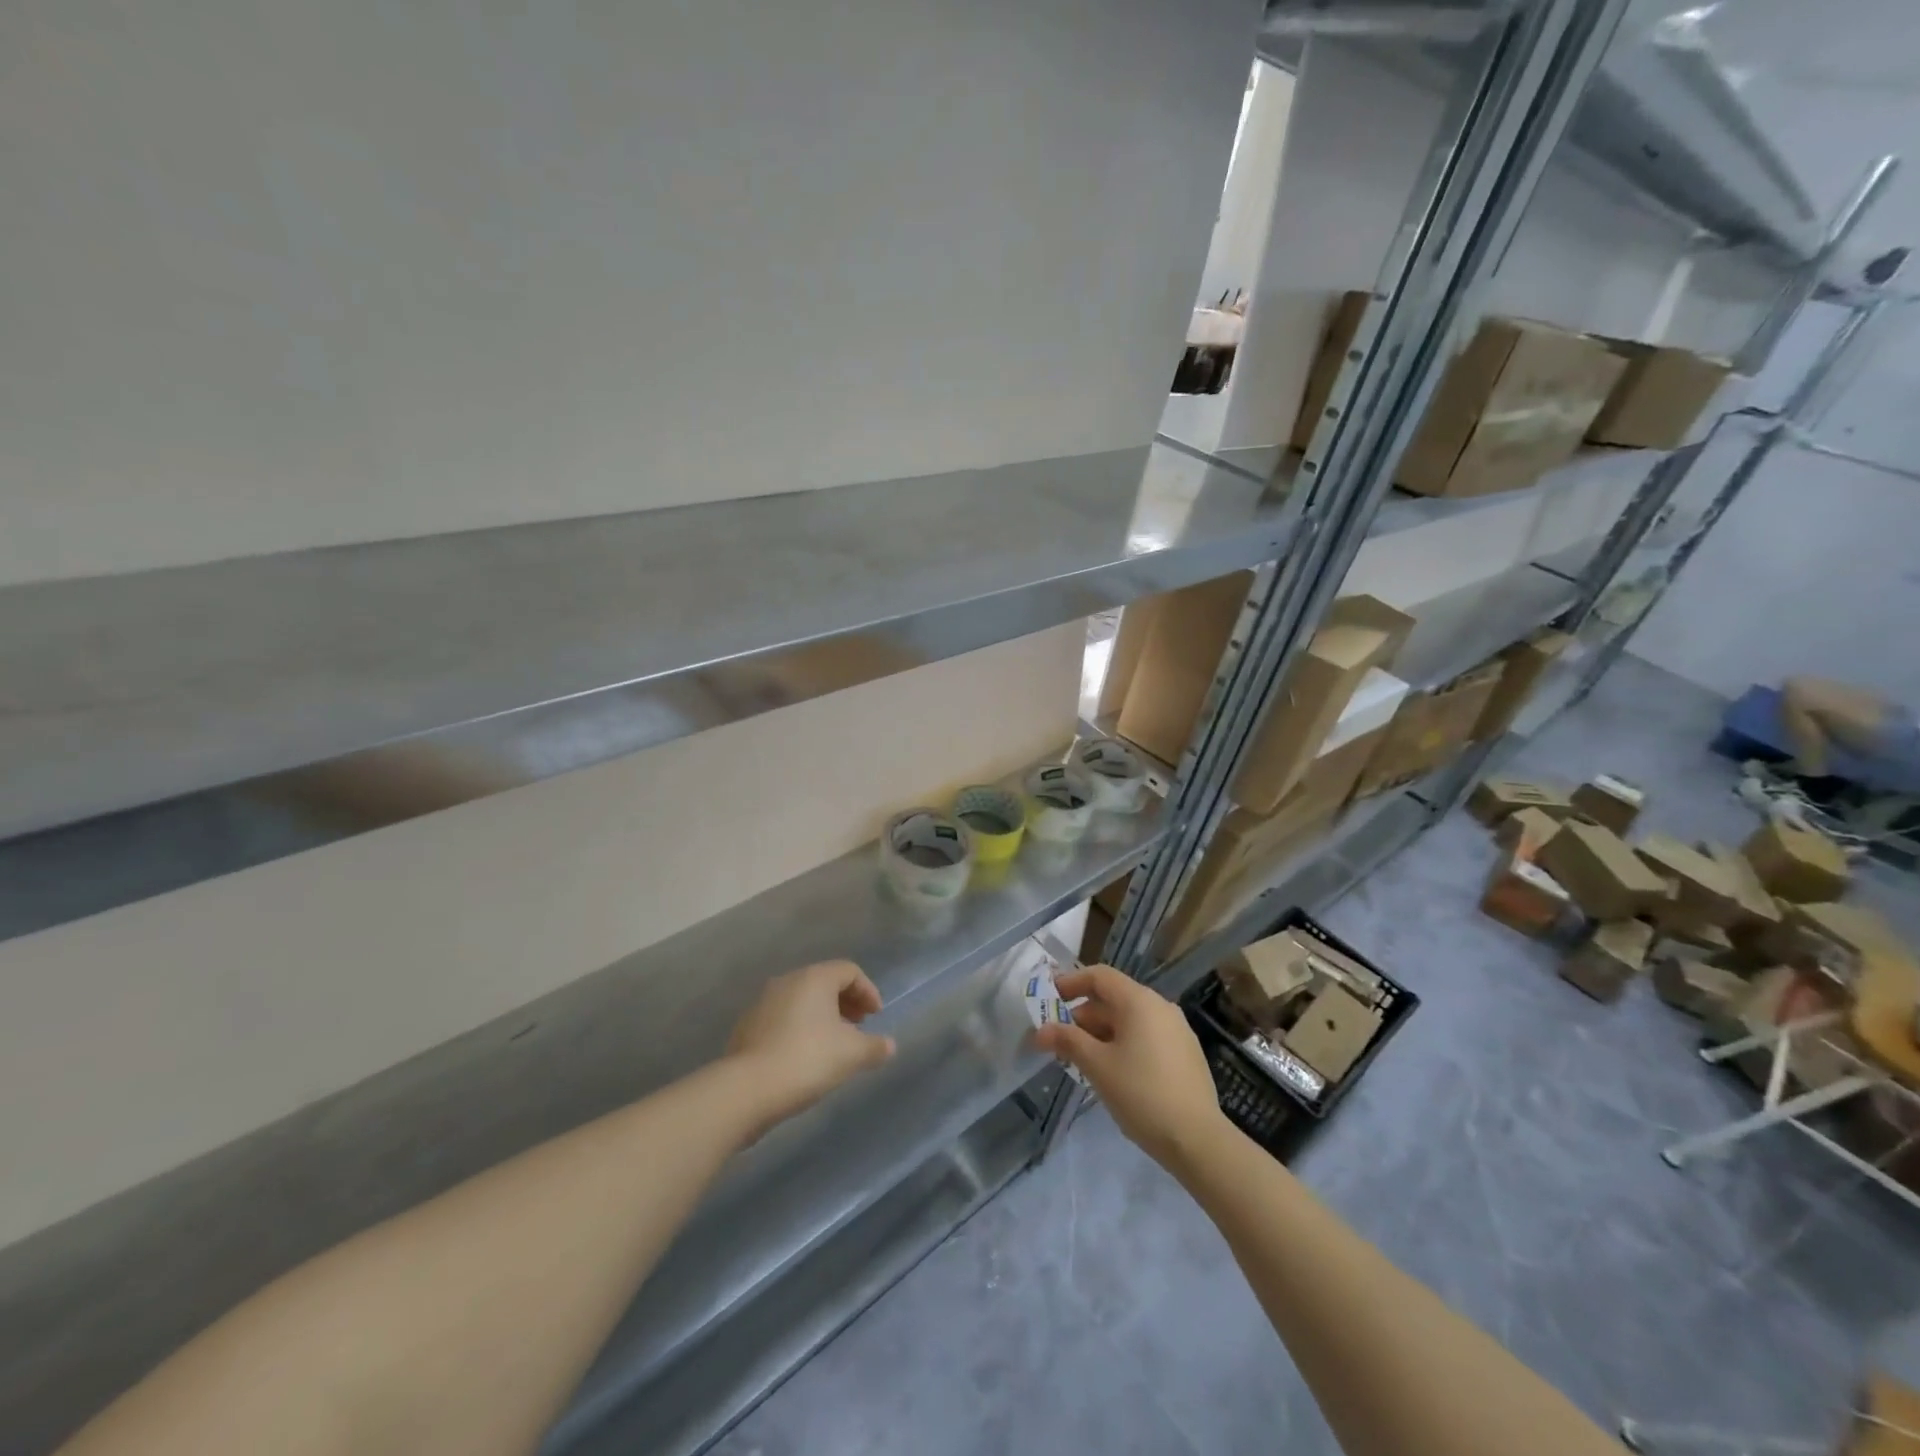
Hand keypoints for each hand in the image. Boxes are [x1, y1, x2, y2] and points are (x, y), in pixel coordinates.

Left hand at [728, 960, 895, 1128]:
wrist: (747, 1089)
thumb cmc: (807, 1059)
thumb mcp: (851, 1055)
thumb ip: (875, 1046)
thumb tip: (889, 1045)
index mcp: (814, 978)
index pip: (849, 971)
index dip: (868, 991)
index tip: (876, 1017)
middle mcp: (787, 981)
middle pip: (824, 982)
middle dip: (846, 1002)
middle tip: (859, 1027)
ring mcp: (763, 1002)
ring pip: (802, 1000)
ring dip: (823, 1016)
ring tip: (834, 1044)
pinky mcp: (748, 1026)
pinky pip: (784, 1018)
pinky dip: (801, 1028)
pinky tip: (806, 1056)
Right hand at [1034, 965, 1226, 1168]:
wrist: (1197, 1139)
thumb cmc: (1141, 1094)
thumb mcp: (1097, 1066)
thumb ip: (1067, 1041)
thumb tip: (1040, 1031)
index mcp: (1139, 1001)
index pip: (1099, 976)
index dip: (1071, 983)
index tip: (1050, 999)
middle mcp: (1160, 1007)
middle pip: (1114, 999)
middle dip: (1083, 1017)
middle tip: (1060, 1042)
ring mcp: (1177, 1030)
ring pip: (1130, 1020)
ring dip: (1101, 1034)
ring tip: (1082, 1061)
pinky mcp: (1186, 1053)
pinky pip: (1146, 1037)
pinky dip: (1123, 1045)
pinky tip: (1113, 1073)